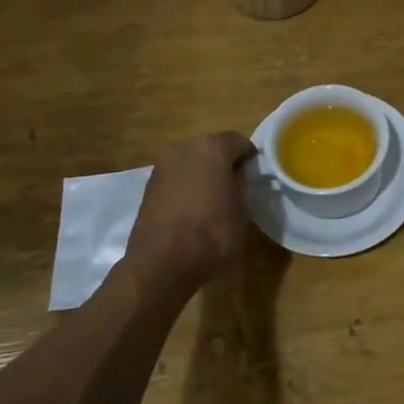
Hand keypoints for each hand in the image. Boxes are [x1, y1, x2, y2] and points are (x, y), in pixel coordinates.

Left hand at [125, 131, 257, 289]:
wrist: (162, 262)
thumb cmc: (212, 232)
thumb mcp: (241, 209)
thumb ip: (241, 184)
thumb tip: (238, 176)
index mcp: (212, 147)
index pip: (239, 141)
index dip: (249, 158)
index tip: (255, 175)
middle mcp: (185, 147)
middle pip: (211, 147)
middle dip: (223, 162)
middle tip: (234, 185)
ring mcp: (163, 166)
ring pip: (191, 162)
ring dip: (202, 174)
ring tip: (213, 199)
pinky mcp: (148, 186)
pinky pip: (176, 178)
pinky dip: (185, 186)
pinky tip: (192, 209)